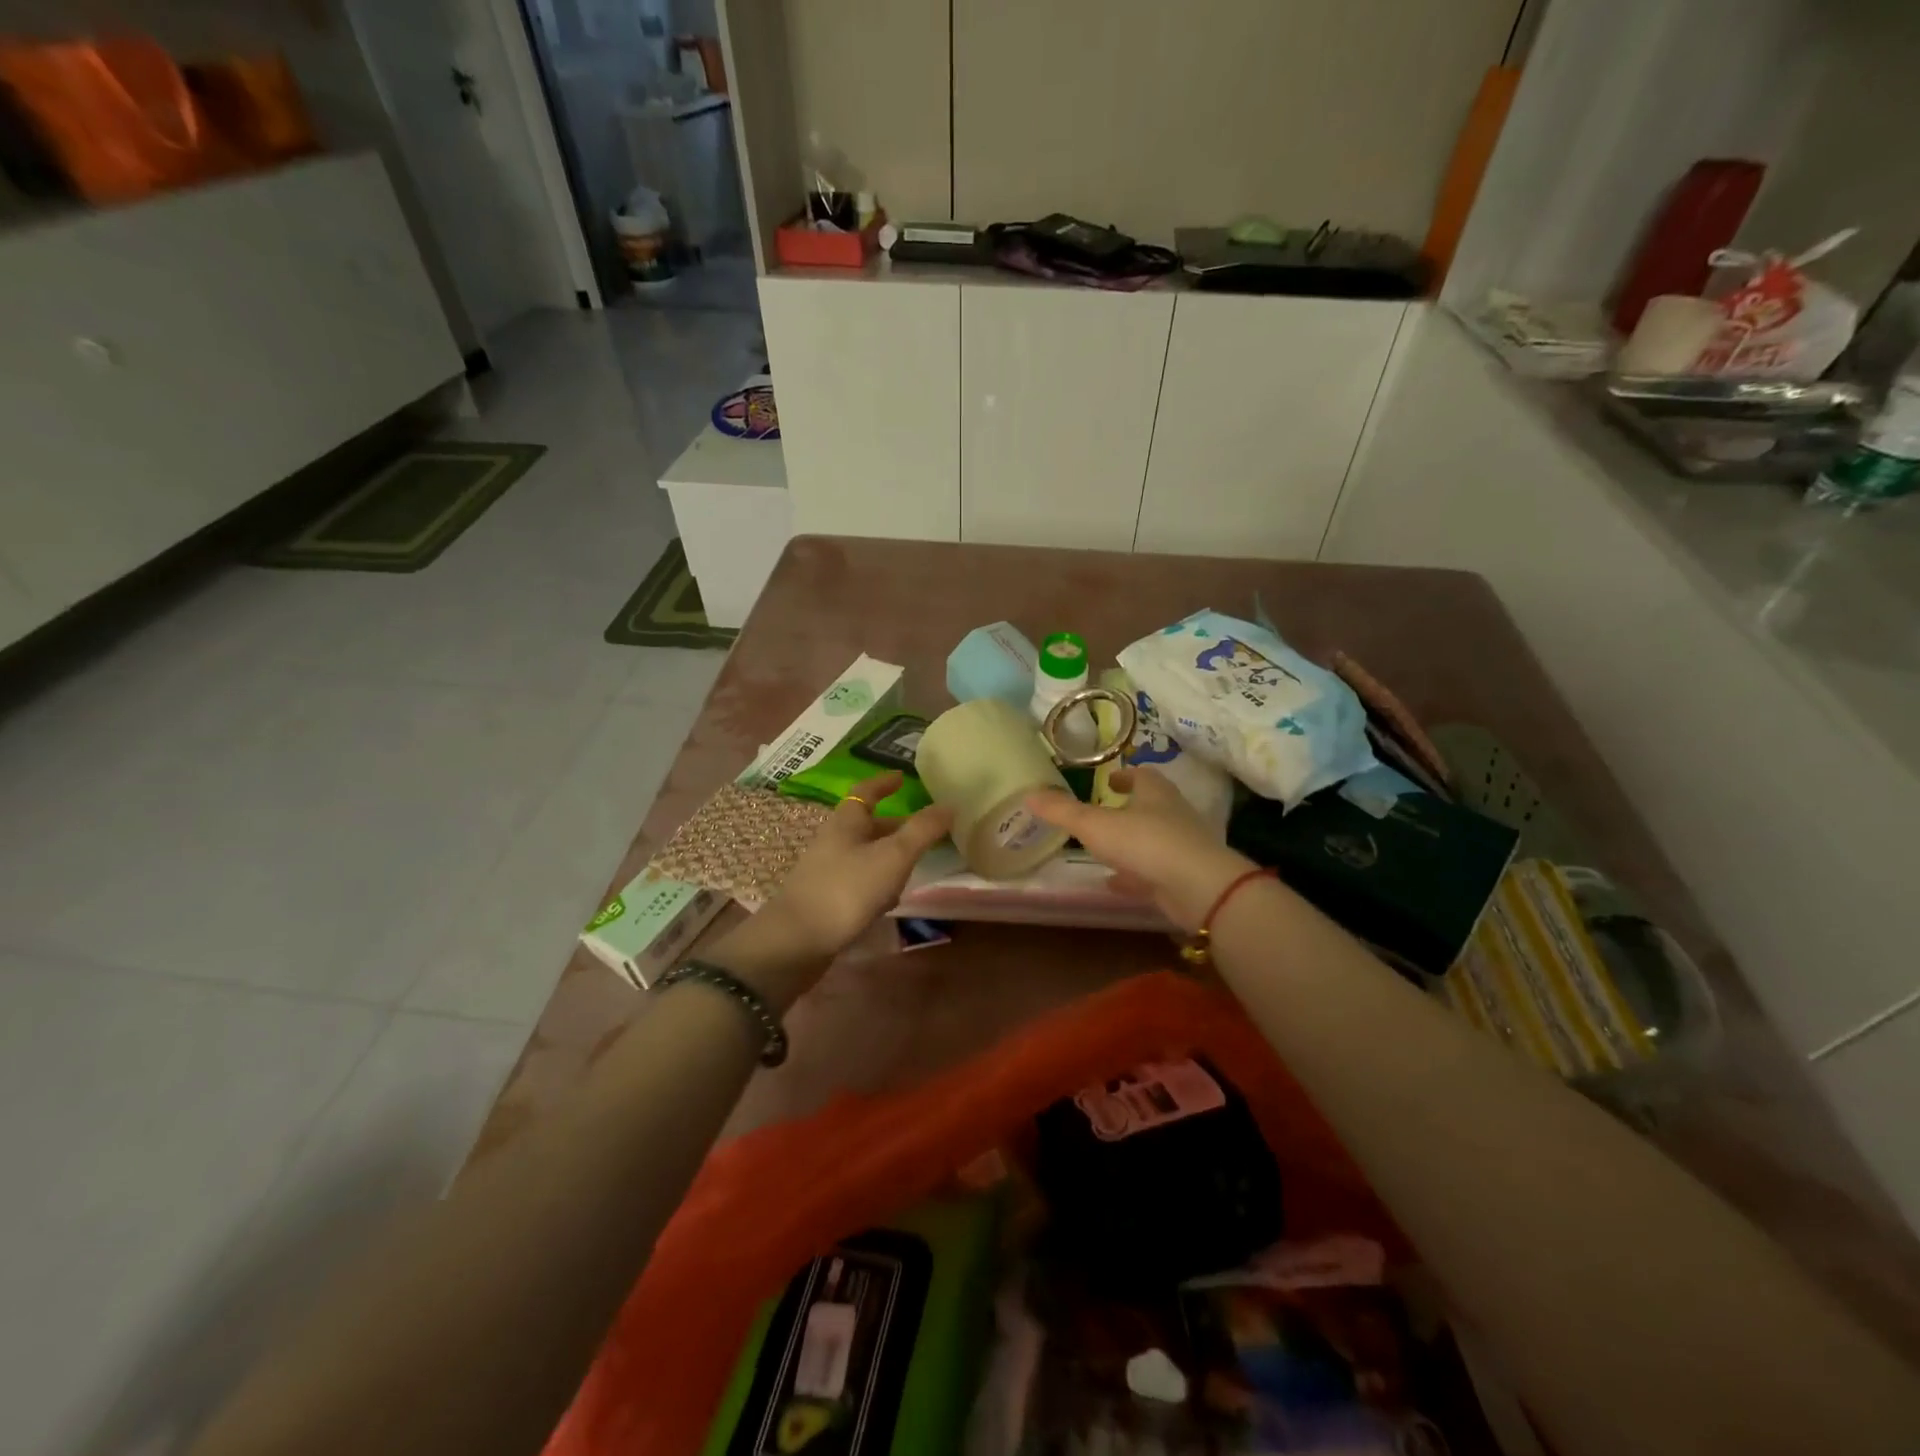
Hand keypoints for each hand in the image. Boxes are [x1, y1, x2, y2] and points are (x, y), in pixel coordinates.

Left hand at [710, 773, 953, 1007]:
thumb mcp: (892, 856)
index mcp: (847, 822)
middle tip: (925, 828)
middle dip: (896, 825)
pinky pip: (860, 881)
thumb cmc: (847, 889)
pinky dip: (879, 883)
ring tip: (917, 863)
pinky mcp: (828, 898)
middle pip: (868, 825)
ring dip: (890, 855)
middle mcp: (835, 841)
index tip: (902, 777)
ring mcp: (828, 871)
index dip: (884, 783)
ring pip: (866, 854)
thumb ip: (922, 830)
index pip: (866, 792)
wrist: (797, 941)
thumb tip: (949, 805)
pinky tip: (893, 899)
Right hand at [1026, 767, 1253, 931]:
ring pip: (1153, 838)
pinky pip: (1154, 871)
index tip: (1110, 780)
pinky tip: (1115, 883)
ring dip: (1132, 841)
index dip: (1125, 775)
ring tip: (1106, 847)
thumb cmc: (1146, 843)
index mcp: (1155, 793)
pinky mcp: (1183, 877)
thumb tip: (1029, 794)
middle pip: (1151, 805)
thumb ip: (1062, 811)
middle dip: (1129, 807)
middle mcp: (1172, 814)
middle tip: (1104, 811)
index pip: (1142, 775)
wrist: (1198, 887)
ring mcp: (1181, 847)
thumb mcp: (1095, 825)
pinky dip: (1134, 874)